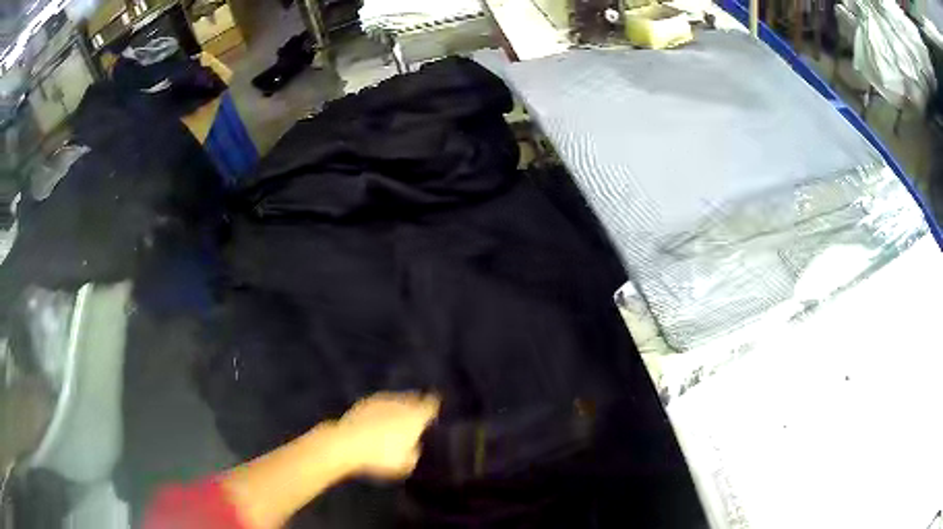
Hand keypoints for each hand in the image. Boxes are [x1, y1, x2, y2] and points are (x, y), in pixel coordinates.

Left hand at [335, 392, 439, 479]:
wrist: (346, 444)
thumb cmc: (381, 457)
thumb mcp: (406, 464)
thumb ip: (414, 452)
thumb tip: (414, 446)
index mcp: (416, 416)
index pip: (431, 405)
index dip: (434, 407)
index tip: (436, 411)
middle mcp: (400, 403)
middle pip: (413, 399)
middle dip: (415, 406)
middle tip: (417, 417)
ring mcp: (381, 401)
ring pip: (395, 401)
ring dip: (397, 408)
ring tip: (396, 422)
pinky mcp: (363, 403)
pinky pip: (379, 405)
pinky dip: (381, 412)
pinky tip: (378, 422)